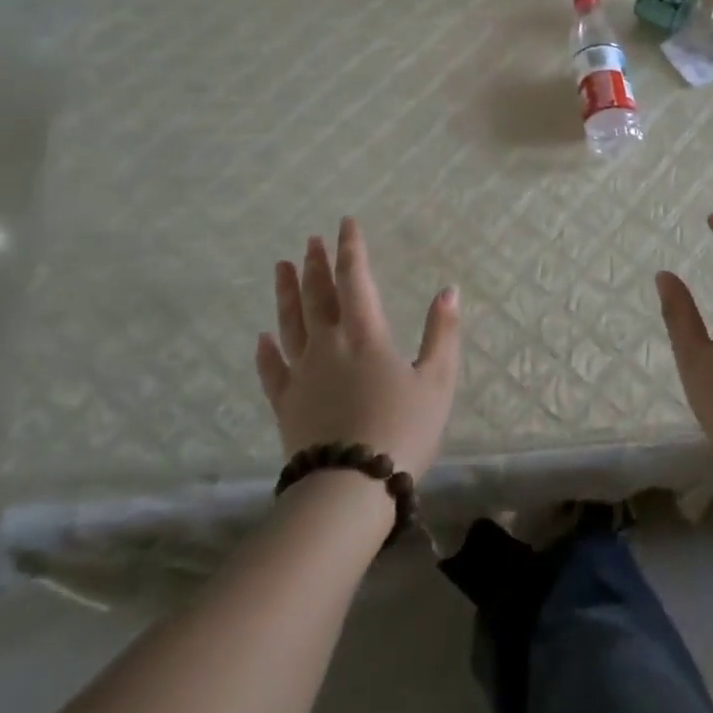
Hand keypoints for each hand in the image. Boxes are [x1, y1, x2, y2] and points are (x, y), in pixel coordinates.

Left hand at [256, 219, 460, 479]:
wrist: (351, 488)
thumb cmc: (402, 430)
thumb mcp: (437, 381)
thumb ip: (442, 333)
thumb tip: (449, 290)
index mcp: (365, 334)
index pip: (355, 279)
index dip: (351, 249)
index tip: (345, 223)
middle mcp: (328, 345)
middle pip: (318, 295)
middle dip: (316, 264)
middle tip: (310, 240)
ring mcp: (301, 374)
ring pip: (290, 323)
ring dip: (286, 293)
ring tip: (281, 267)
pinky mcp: (286, 404)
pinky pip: (272, 370)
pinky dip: (267, 351)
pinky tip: (263, 338)